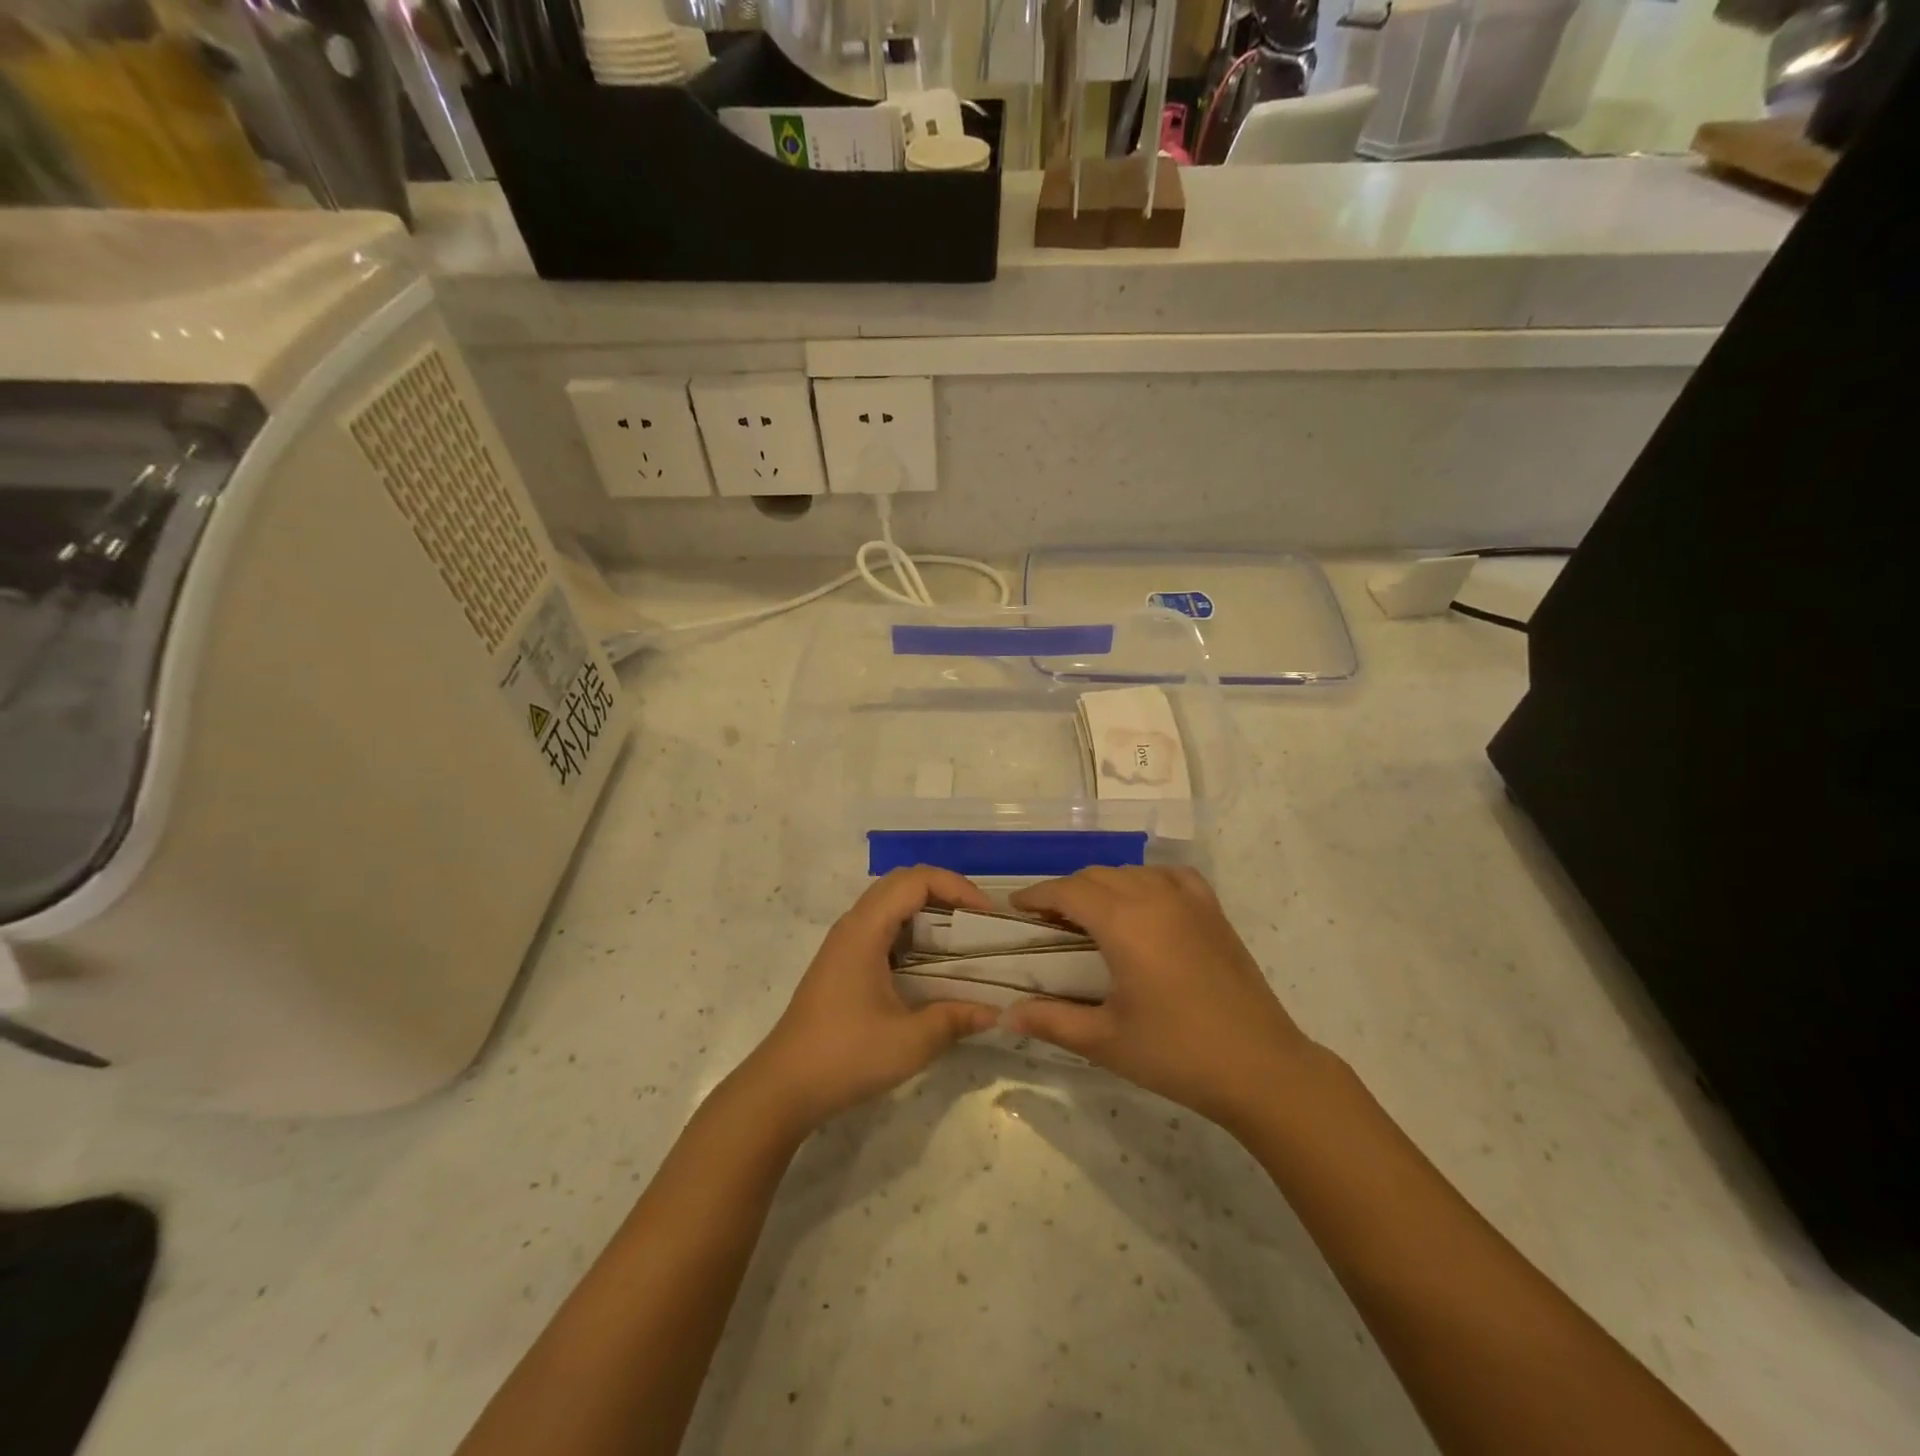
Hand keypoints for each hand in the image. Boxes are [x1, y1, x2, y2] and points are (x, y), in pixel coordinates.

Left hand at [738, 867, 999, 1136]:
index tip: (986, 915)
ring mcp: (844, 943)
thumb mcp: (910, 1042)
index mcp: (865, 930)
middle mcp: (852, 925)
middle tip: (977, 920)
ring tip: (961, 935)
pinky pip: (881, 925)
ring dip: (927, 908)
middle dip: (945, 890)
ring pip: (889, 902)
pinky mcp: (842, 962)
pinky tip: (930, 961)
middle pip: (902, 882)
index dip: (956, 886)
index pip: (915, 881)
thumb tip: (996, 1011)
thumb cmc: (845, 1056)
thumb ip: (955, 1019)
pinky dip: (911, 928)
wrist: (783, 1087)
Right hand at [1003, 867, 1321, 1130]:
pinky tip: (1144, 904)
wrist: (1261, 1068)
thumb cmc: (1176, 1054)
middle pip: (1096, 875)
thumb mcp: (1104, 1041)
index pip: (1067, 891)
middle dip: (1065, 891)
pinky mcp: (1213, 911)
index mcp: (1124, 922)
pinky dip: (1146, 881)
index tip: (1015, 910)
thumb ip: (1050, 1020)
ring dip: (1103, 885)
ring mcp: (1189, 900)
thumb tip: (1005, 1015)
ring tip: (1090, 916)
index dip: (1037, 896)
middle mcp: (1154, 897)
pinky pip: (1170, 876)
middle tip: (1047, 922)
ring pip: (1132, 872)